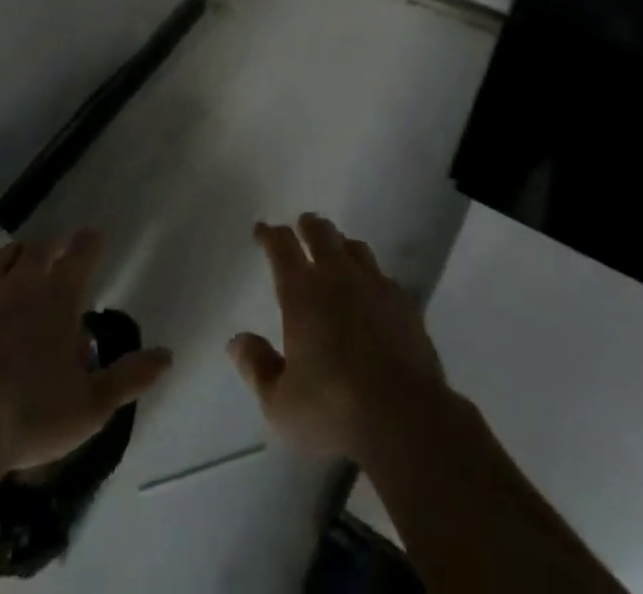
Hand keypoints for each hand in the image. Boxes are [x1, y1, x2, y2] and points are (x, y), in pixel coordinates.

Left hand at [0, 231, 172, 472]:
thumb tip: (168, 355)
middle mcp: (23, 283)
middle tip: (59, 252)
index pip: (81, 252)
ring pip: (4, 257)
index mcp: (59, 297)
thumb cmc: (30, 416)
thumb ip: (130, 377)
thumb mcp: (91, 405)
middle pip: (40, 248)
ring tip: (22, 258)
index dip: (90, 241)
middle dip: (53, 246)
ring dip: (18, 254)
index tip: (95, 236)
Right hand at [229, 214, 451, 463]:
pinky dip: (372, 277)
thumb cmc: (333, 410)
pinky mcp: (405, 302)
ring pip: (356, 248)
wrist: (405, 417)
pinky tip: (373, 292)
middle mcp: (338, 277)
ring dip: (342, 245)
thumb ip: (257, 367)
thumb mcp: (280, 403)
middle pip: (322, 234)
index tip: (262, 230)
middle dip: (309, 226)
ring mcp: (375, 285)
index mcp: (302, 293)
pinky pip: (383, 276)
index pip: (282, 247)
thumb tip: (237, 340)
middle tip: (303, 224)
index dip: (270, 235)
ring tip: (338, 251)